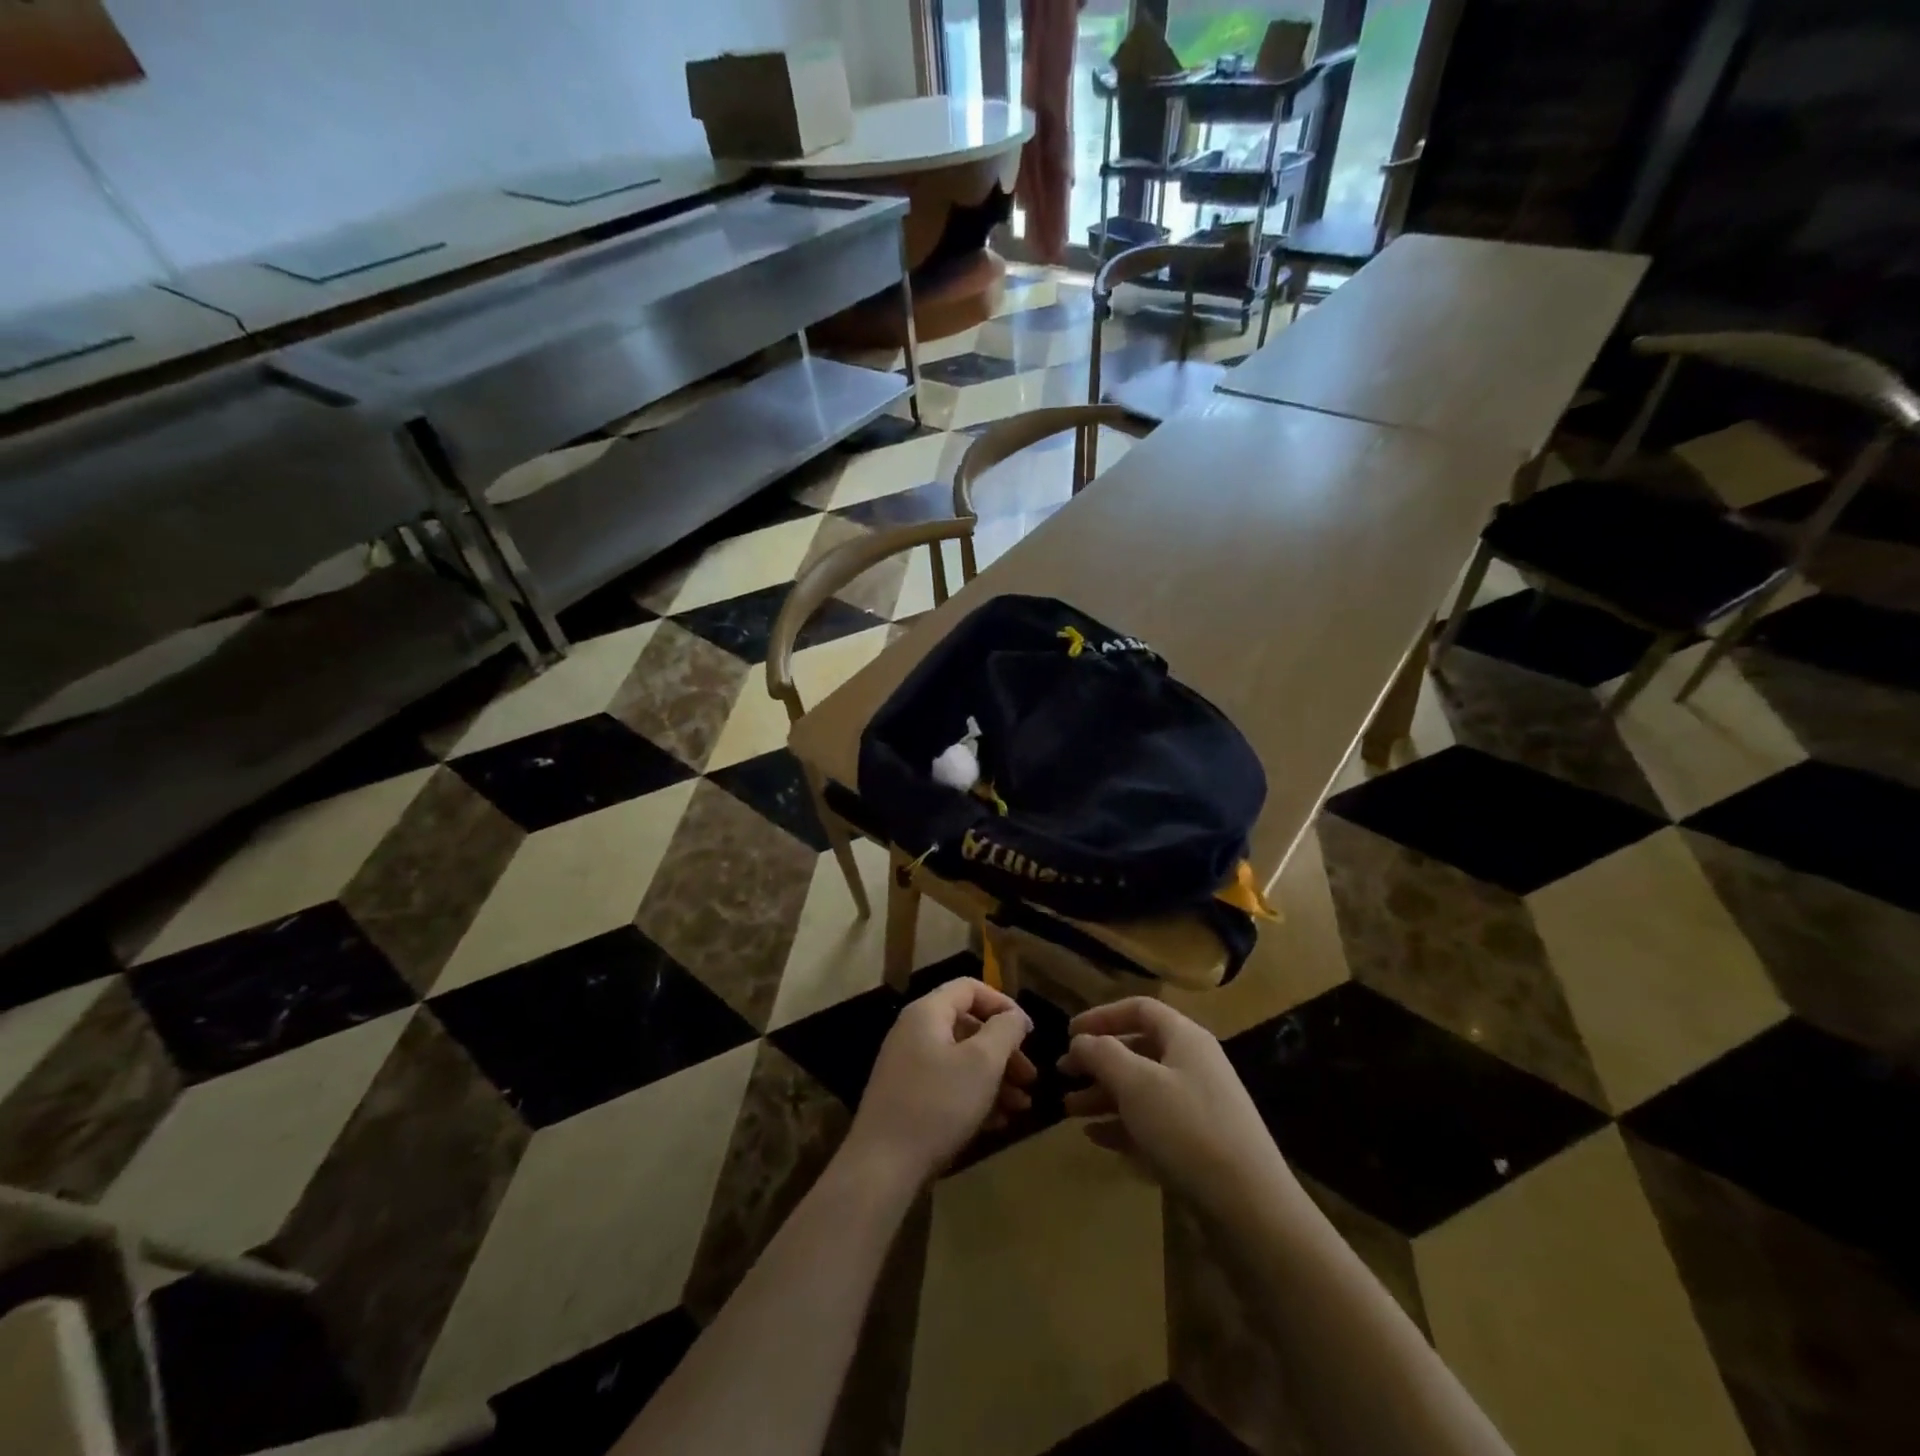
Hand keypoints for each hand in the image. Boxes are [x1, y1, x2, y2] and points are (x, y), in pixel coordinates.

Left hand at [844, 978, 1037, 1186]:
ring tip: (1021, 1106)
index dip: (1003, 1004)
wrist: (882, 1166)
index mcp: (928, 1013)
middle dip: (1004, 1050)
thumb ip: (1004, 1031)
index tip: (1029, 1033)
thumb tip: (1014, 1017)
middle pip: (968, 1026)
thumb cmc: (937, 1104)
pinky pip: (948, 1084)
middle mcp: (915, 1032)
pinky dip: (975, 1096)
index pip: (970, 988)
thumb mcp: (982, 1063)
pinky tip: (998, 1123)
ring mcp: (909, 1066)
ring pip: (961, 1059)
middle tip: (1030, 1077)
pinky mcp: (908, 1098)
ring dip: (995, 1078)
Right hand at [1059, 998, 1293, 1221]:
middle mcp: (1193, 1064)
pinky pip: (1152, 1122)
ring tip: (1069, 1110)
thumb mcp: (1136, 1084)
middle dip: (1098, 1061)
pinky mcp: (1198, 1143)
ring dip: (1104, 1095)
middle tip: (1063, 1075)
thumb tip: (1081, 1041)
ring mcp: (1198, 1105)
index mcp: (1185, 1038)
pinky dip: (1123, 1124)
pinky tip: (1096, 1137)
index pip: (1139, 1009)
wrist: (1250, 1207)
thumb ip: (1102, 1055)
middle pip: (1138, 1050)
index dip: (1101, 1016)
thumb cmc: (1187, 1129)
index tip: (1069, 1034)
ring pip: (1142, 1088)